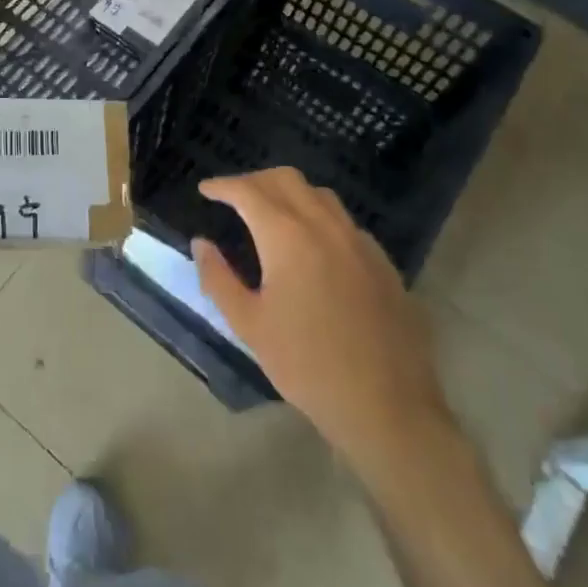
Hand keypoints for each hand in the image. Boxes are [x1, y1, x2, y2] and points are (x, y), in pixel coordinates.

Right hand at [194, 167, 451, 474]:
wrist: (386, 406)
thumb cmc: (306, 366)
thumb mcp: (249, 325)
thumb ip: (218, 278)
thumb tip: (200, 243)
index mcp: (287, 236)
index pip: (248, 191)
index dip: (223, 186)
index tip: (206, 190)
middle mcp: (324, 226)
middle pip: (286, 180)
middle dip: (255, 181)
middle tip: (234, 197)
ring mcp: (359, 241)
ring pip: (319, 194)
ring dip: (289, 193)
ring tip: (271, 213)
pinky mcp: (382, 262)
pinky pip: (344, 222)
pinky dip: (319, 217)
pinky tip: (314, 246)